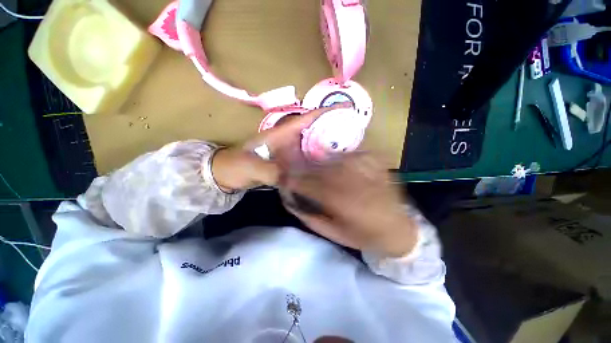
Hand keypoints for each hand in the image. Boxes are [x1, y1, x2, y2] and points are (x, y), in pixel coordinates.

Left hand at [211, 103, 350, 191]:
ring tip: (347, 146)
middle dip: (332, 126)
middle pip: (314, 128)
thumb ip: (271, 172)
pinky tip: (327, 163)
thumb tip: (293, 178)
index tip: (346, 107)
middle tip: (353, 130)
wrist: (227, 173)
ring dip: (327, 141)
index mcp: (281, 133)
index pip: (307, 118)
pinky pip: (307, 154)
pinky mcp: (288, 159)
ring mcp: (289, 149)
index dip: (325, 112)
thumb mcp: (251, 167)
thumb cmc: (236, 165)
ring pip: (312, 141)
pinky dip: (318, 156)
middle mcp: (288, 138)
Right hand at [281, 153, 417, 257]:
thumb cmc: (364, 235)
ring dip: (318, 164)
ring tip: (315, 169)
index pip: (306, 183)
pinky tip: (337, 166)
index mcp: (340, 200)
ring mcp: (364, 166)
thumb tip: (290, 199)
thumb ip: (308, 215)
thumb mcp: (332, 232)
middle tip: (296, 172)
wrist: (400, 228)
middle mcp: (351, 179)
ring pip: (331, 159)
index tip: (283, 179)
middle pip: (317, 168)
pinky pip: (348, 154)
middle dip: (302, 170)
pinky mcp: (373, 160)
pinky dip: (338, 159)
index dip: (291, 180)